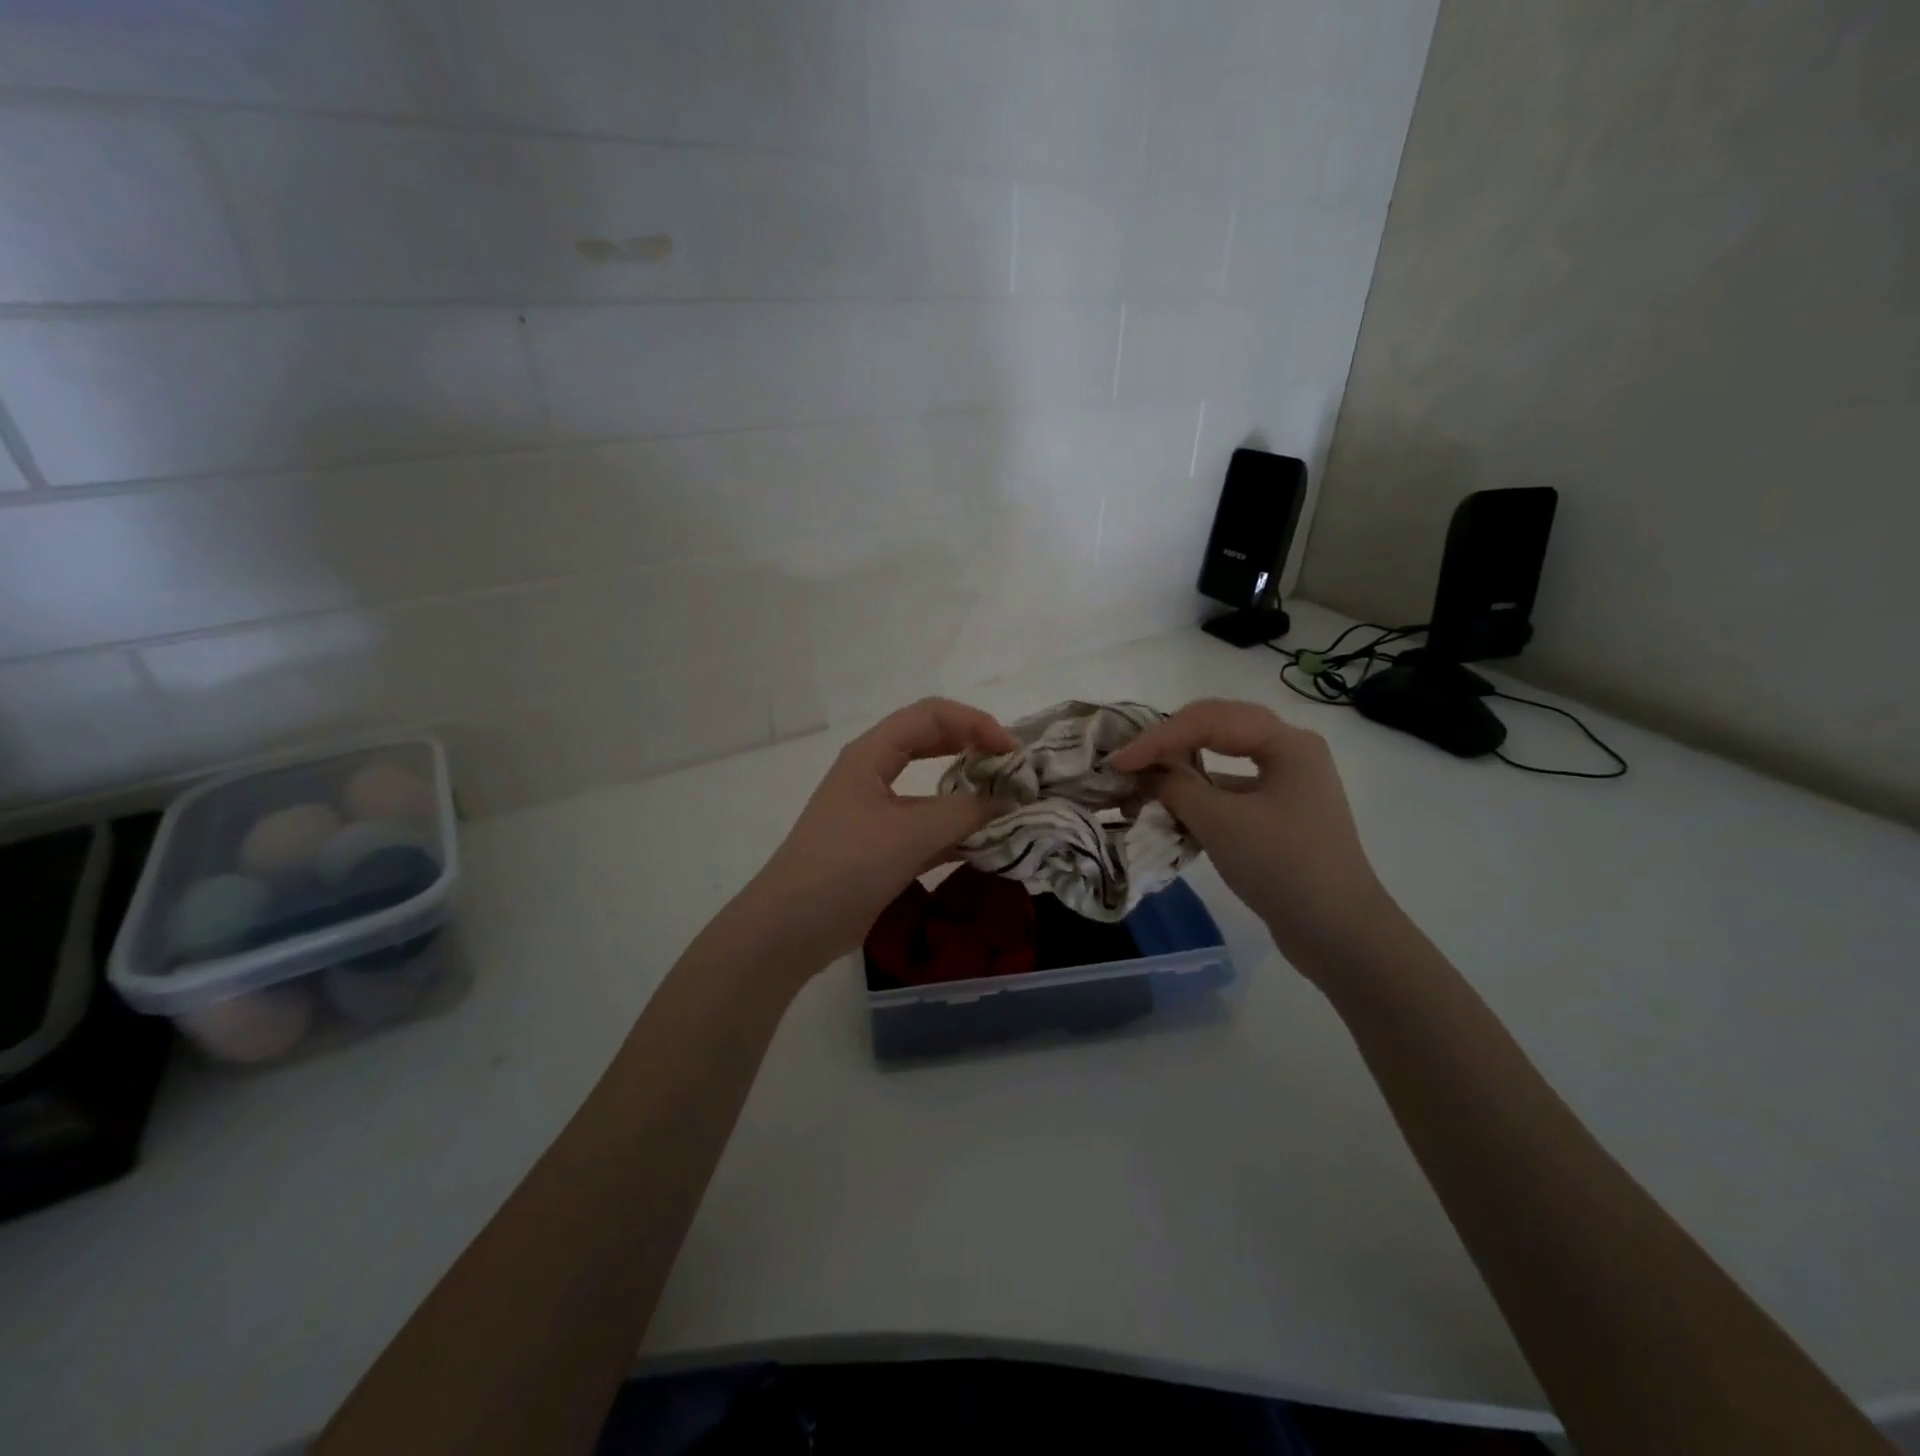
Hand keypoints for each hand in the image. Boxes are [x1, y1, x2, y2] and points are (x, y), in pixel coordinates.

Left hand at [733, 698, 1017, 970]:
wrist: (792, 927)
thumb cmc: (847, 865)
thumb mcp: (910, 833)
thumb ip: (965, 812)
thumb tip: (1008, 800)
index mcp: (871, 754)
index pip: (930, 716)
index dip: (975, 723)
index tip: (1011, 752)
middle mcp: (873, 773)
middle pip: (931, 742)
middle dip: (973, 748)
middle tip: (1013, 769)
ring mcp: (876, 812)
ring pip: (931, 788)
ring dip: (967, 792)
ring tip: (1008, 805)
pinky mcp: (881, 847)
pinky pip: (926, 826)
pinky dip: (955, 829)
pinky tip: (984, 843)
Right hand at [1110, 698, 1402, 981]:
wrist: (1338, 933)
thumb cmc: (1282, 865)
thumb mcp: (1220, 822)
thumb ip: (1175, 787)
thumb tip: (1144, 774)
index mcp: (1286, 742)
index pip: (1209, 720)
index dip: (1157, 738)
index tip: (1118, 762)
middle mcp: (1290, 752)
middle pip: (1216, 730)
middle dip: (1168, 744)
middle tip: (1128, 761)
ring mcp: (1286, 785)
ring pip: (1221, 761)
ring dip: (1180, 772)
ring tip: (1141, 785)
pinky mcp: (1279, 816)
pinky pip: (1230, 792)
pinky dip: (1198, 797)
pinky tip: (1171, 813)